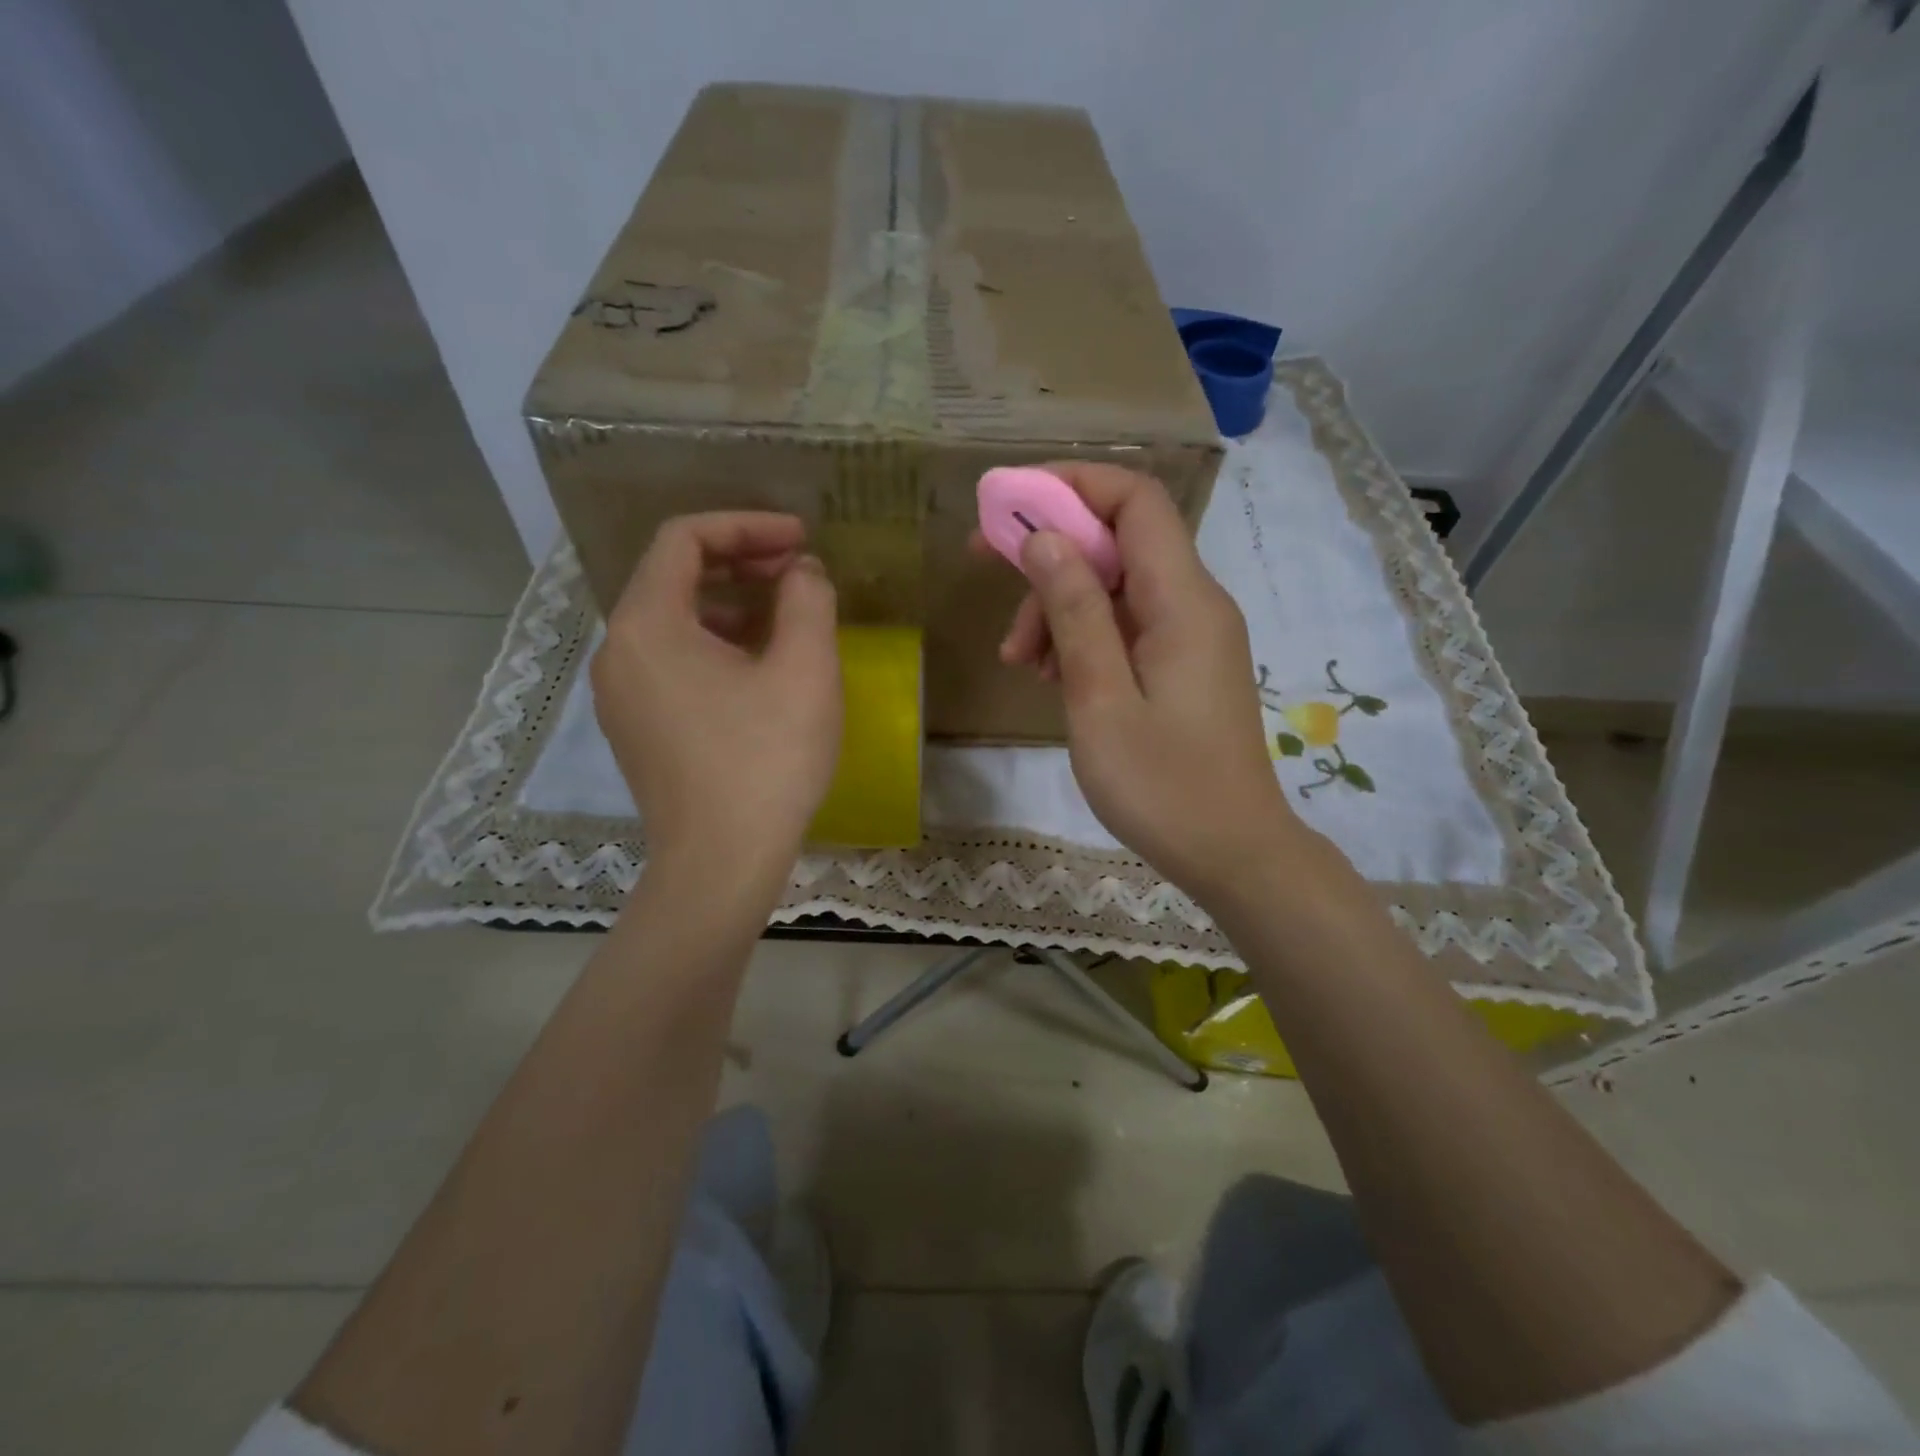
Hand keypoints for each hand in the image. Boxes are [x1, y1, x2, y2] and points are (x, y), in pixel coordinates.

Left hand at [592, 513, 840, 881]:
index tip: (800, 539)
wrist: (721, 864)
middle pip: (673, 577)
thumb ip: (807, 600)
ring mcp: (621, 695)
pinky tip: (760, 671)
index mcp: (648, 624)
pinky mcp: (636, 729)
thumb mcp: (805, 670)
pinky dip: (715, 646)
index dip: (746, 525)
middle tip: (798, 573)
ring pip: (674, 622)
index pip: (684, 538)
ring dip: (731, 606)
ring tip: (787, 621)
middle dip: (740, 563)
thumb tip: (801, 572)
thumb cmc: (766, 761)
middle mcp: (619, 651)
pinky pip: (672, 663)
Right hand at [983, 463, 1303, 901]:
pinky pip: (1127, 626)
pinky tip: (1052, 677)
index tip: (1008, 506)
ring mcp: (1190, 635)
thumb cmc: (1163, 786)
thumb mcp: (1102, 701)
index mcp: (1183, 600)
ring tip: (1020, 663)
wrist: (1233, 853)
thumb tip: (1046, 538)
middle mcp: (1194, 602)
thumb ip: (1076, 614)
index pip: (1134, 499)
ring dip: (1060, 607)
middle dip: (1051, 555)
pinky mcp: (1182, 665)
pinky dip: (1083, 637)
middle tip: (991, 583)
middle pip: (1118, 541)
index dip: (1070, 485)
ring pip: (1116, 587)